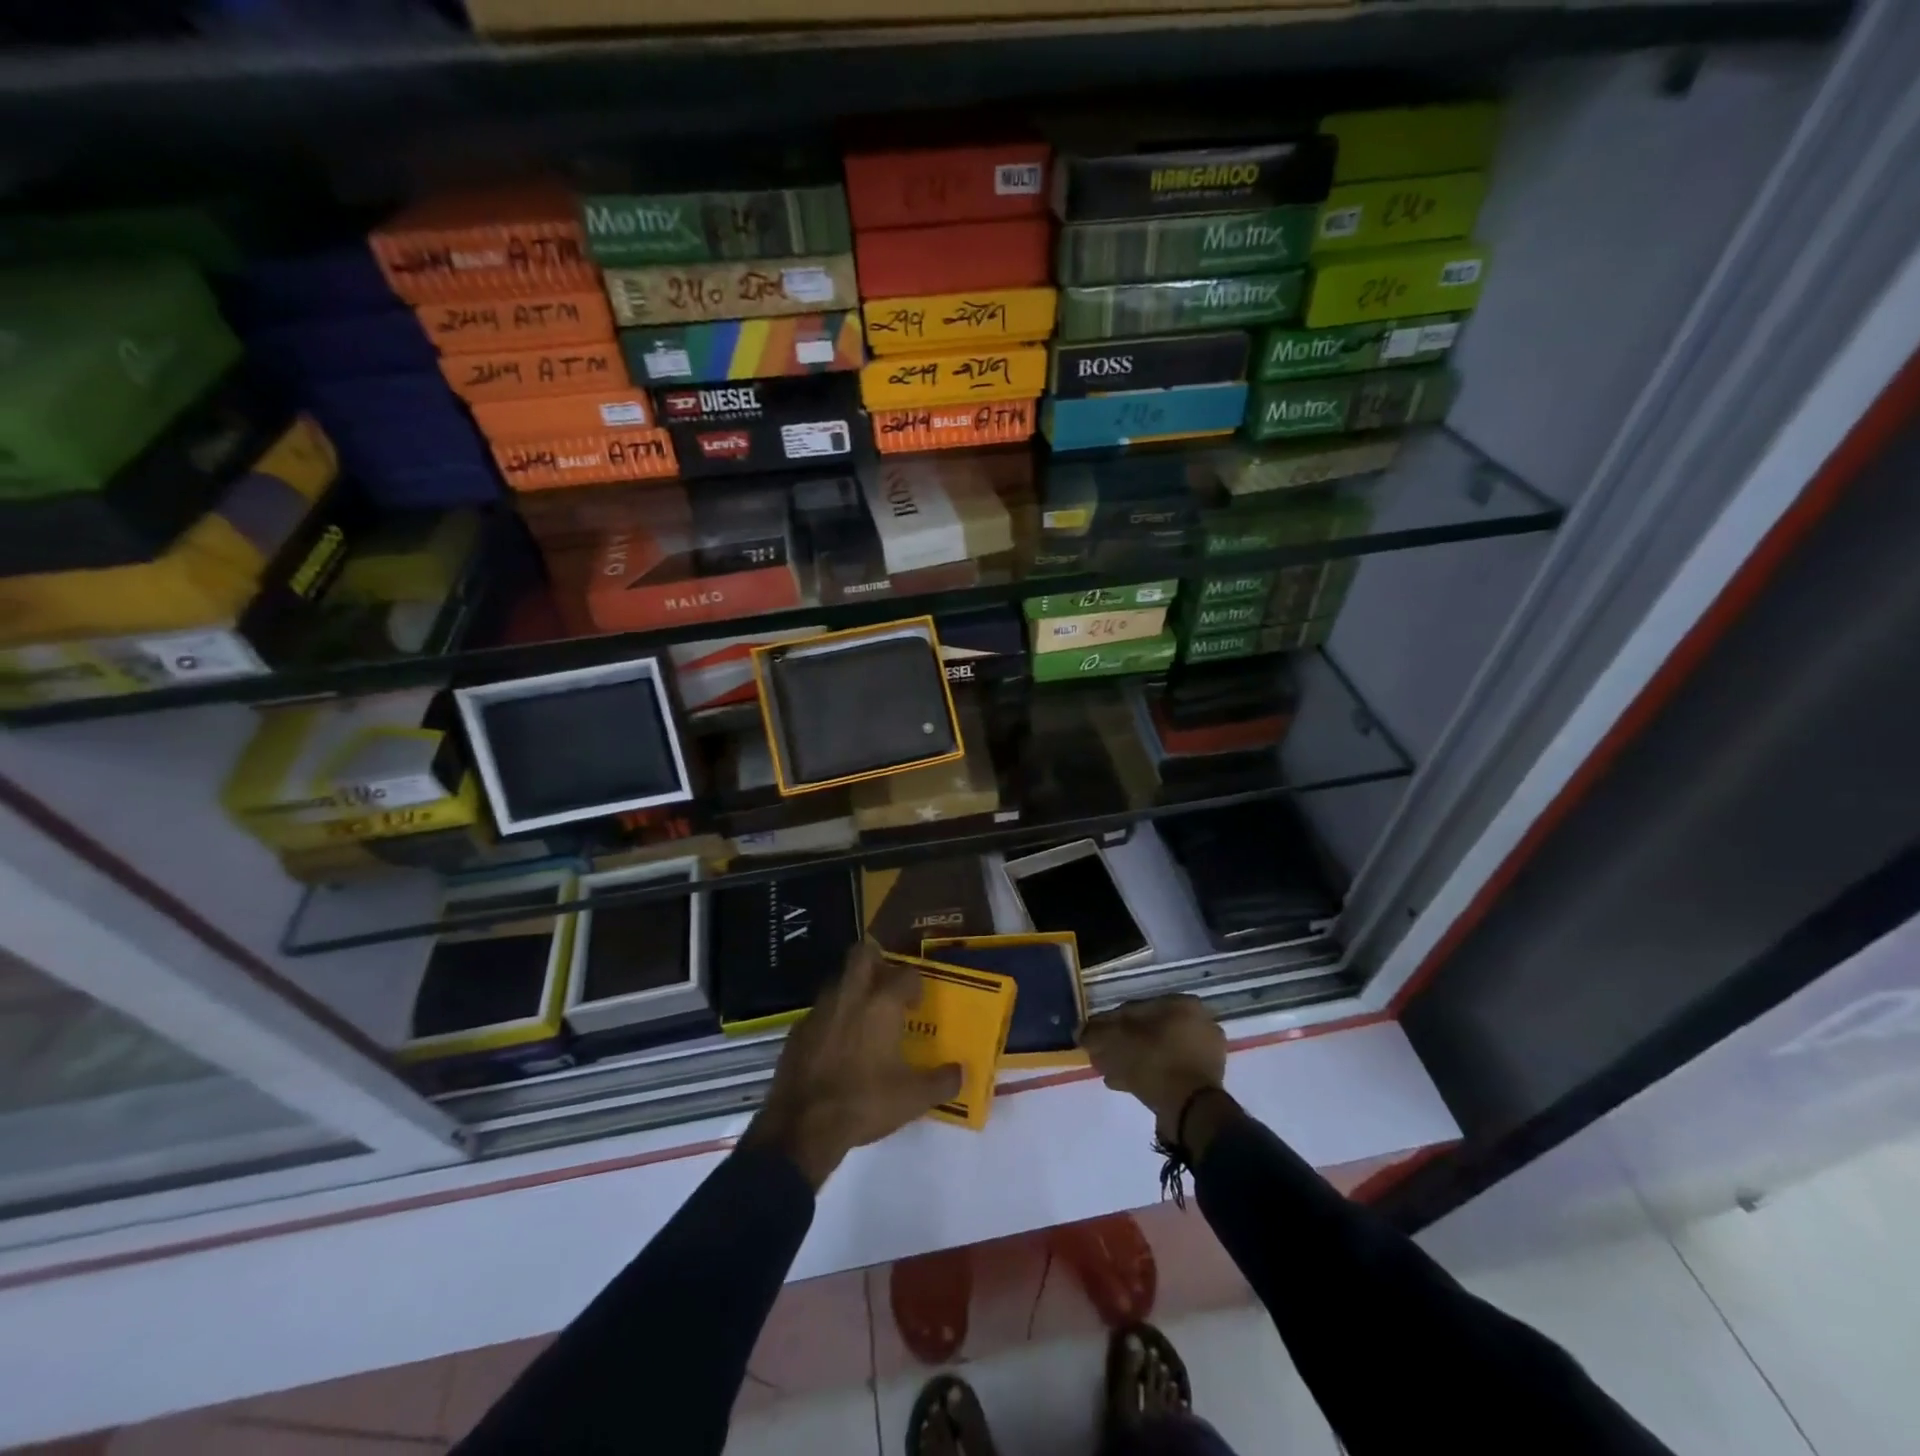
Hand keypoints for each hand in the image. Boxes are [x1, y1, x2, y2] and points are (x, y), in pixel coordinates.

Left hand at [743, 943, 962, 1189]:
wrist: (801, 1126)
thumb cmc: (864, 1102)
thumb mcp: (913, 1098)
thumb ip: (942, 1082)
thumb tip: (960, 1072)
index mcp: (881, 1004)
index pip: (905, 973)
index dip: (915, 984)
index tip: (916, 1005)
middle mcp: (850, 996)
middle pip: (862, 954)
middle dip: (877, 960)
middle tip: (887, 985)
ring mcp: (819, 1010)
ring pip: (838, 980)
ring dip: (853, 989)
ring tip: (864, 1017)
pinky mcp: (797, 1030)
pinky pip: (820, 1011)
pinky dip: (831, 1019)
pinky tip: (837, 1045)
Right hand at [1079, 995, 1228, 1145]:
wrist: (1191, 1111)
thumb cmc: (1155, 1062)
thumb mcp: (1116, 1041)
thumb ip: (1096, 1032)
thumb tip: (1080, 1032)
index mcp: (1183, 1005)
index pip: (1137, 1008)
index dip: (1110, 1023)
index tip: (1095, 1038)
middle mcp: (1199, 1023)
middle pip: (1147, 1031)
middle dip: (1120, 1044)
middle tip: (1100, 1056)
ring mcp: (1205, 1054)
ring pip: (1156, 1051)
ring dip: (1130, 1060)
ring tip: (1107, 1072)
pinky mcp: (1204, 1081)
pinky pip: (1167, 1069)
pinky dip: (1146, 1074)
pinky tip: (1122, 1083)